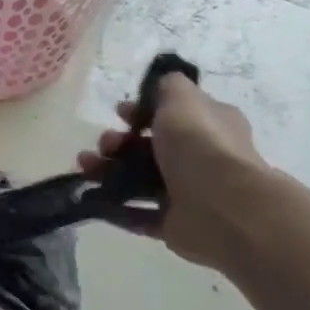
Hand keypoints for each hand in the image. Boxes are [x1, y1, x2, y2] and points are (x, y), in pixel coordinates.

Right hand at [76, 70, 270, 268]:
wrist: (224, 207)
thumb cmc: (201, 145)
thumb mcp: (182, 99)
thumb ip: (168, 87)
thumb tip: (161, 85)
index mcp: (209, 126)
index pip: (172, 114)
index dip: (142, 112)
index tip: (119, 113)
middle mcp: (200, 158)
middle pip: (149, 148)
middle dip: (118, 143)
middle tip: (103, 144)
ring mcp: (187, 193)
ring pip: (138, 180)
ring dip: (108, 172)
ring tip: (86, 170)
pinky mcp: (173, 224)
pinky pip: (136, 215)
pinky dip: (114, 208)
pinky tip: (92, 199)